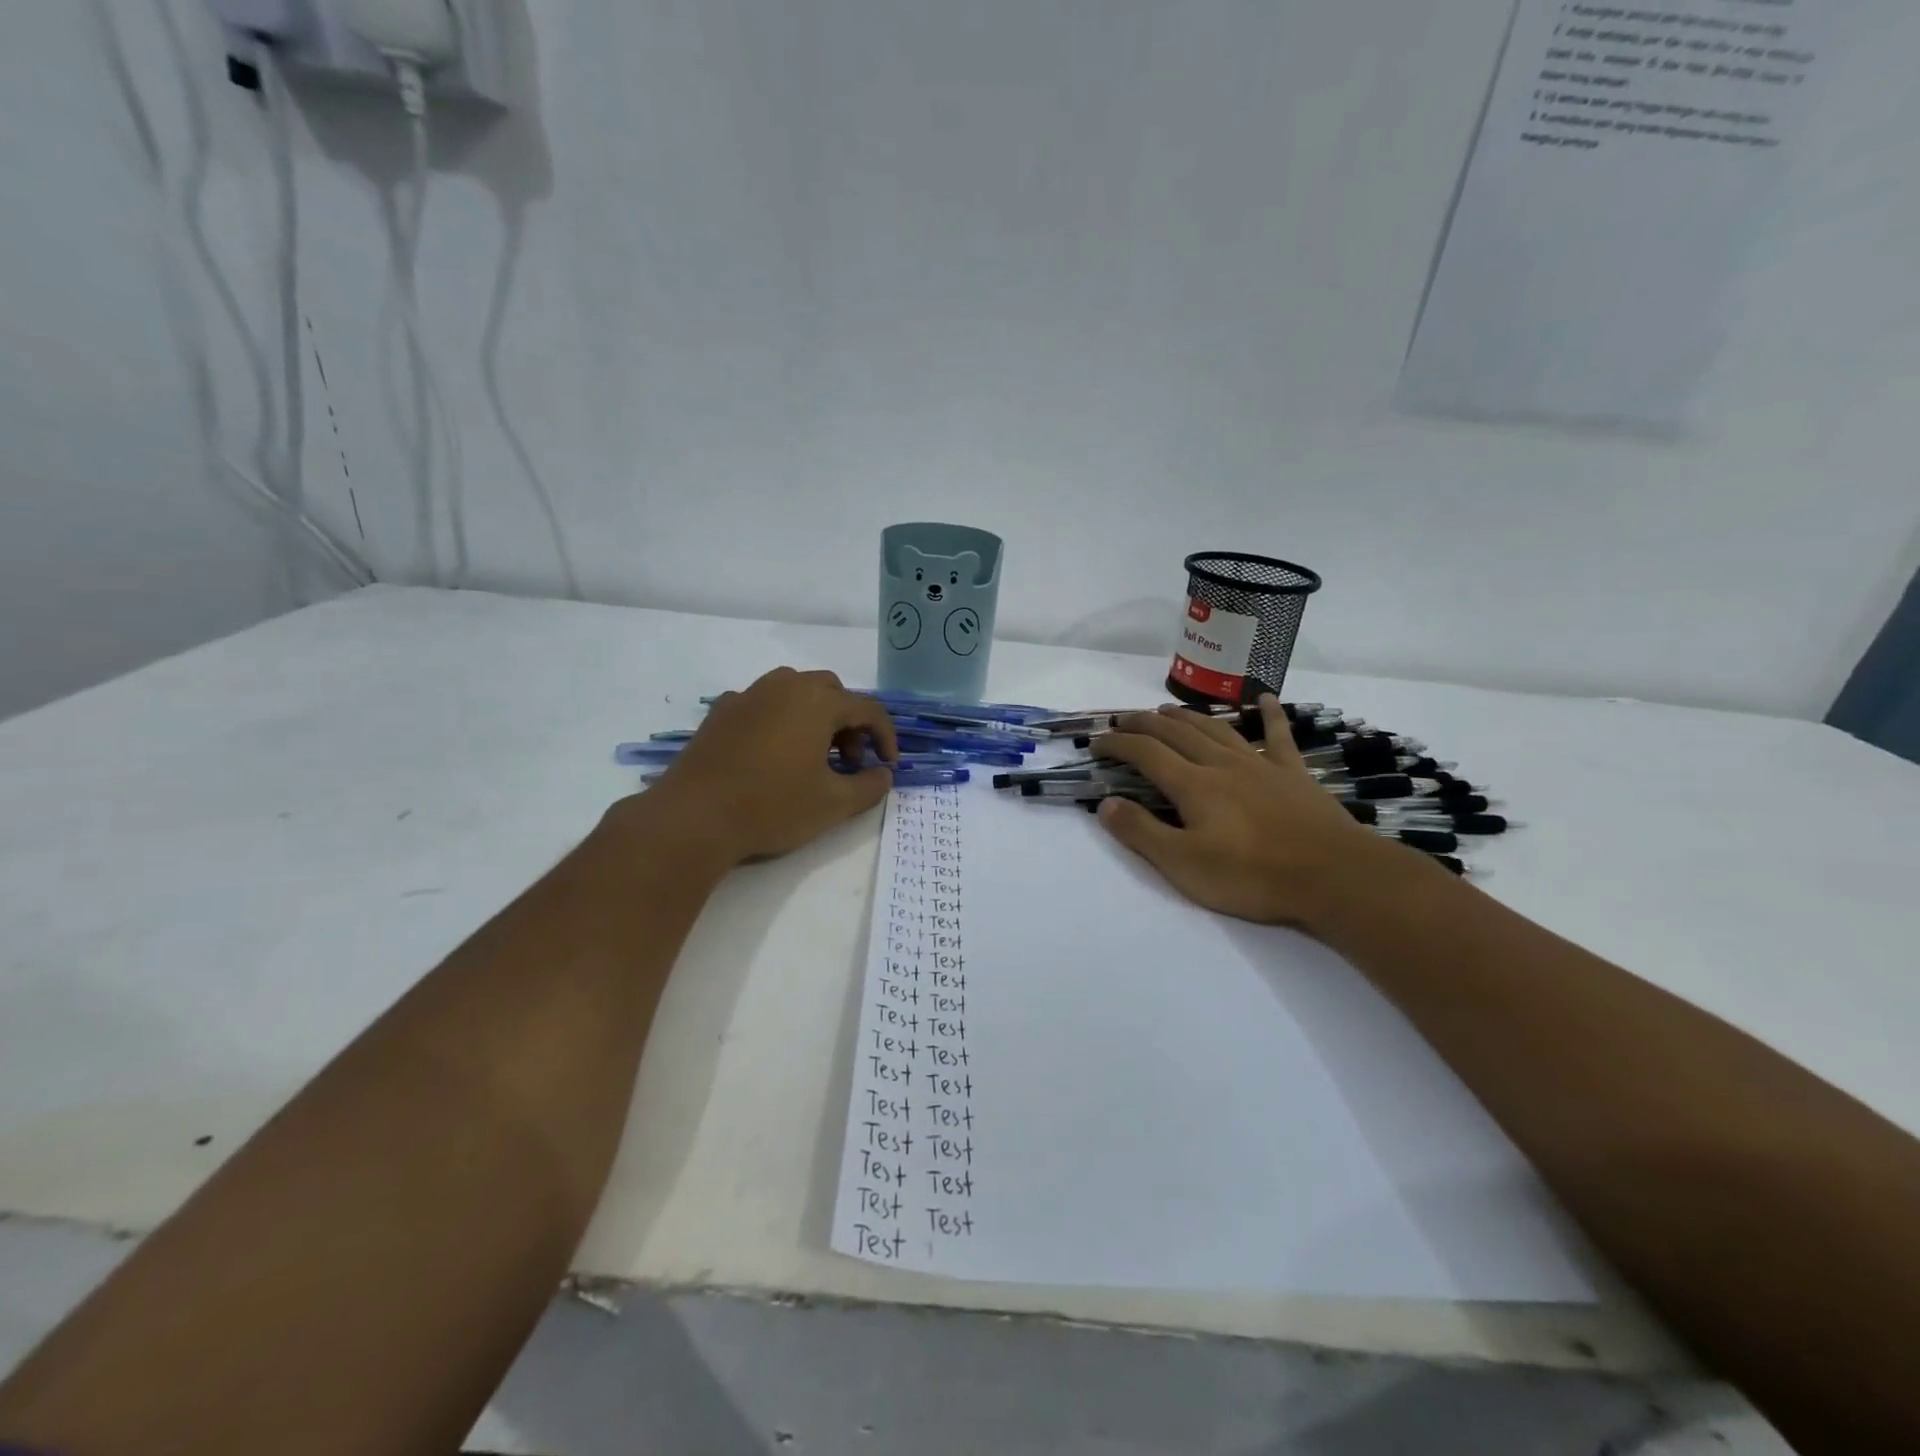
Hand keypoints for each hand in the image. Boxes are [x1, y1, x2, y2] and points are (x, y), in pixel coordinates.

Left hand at [640, 668, 897, 866]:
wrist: (694, 816)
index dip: (886, 737)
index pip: (868, 709)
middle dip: (849, 723)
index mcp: (818, 702)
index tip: (888, 766)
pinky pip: (763, 704)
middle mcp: (785, 686)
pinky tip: (772, 754)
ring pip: (795, 691)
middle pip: (832, 692)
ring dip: (815, 717)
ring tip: (812, 756)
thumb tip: (884, 774)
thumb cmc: (772, 807)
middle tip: (848, 761)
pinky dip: (780, 720)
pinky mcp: (721, 712)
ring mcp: (749, 695)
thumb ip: (869, 786)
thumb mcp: (833, 804)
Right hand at [1091, 696, 1392, 928]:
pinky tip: (1264, 697)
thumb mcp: (1183, 864)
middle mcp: (1221, 764)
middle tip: (1122, 721)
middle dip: (1144, 723)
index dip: (1117, 744)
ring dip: (1186, 716)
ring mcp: (1260, 764)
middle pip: (1176, 732)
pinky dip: (1269, 714)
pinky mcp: (1293, 773)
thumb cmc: (1252, 875)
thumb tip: (1105, 804)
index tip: (1096, 743)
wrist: (1333, 875)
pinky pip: (1277, 735)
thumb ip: (1141, 832)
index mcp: (1192, 785)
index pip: (1145, 753)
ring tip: (1165, 709)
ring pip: (1215, 728)